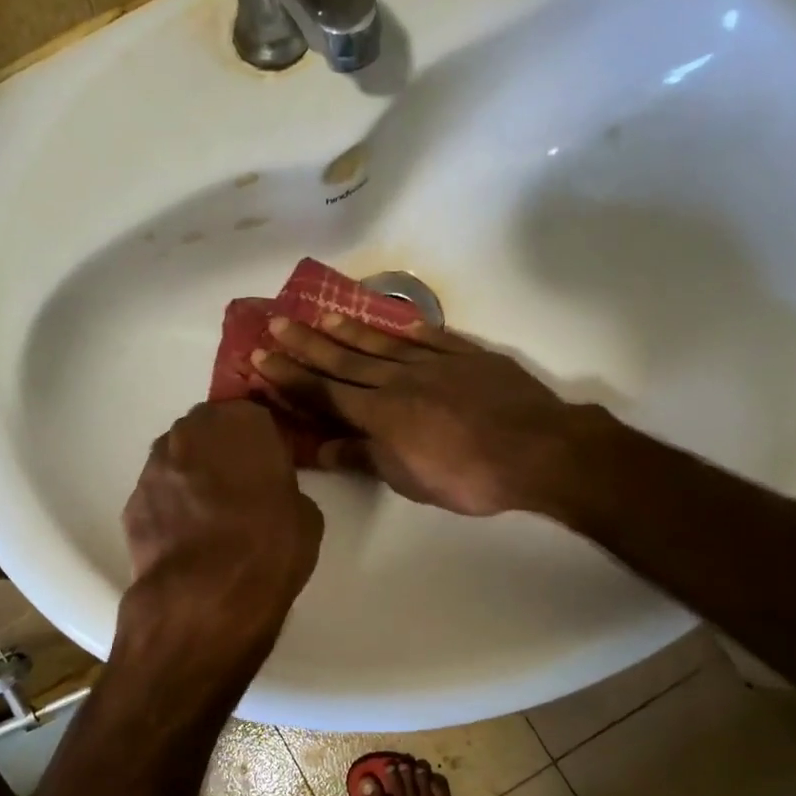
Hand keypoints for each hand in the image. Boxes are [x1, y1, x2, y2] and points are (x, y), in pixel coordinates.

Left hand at [117, 400, 323, 680]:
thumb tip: (268, 495)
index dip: (261, 443)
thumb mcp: (305, 514)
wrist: (205, 597)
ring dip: (192, 476)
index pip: (253, 416)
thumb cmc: (269, 548)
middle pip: (209, 430)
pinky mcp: (131, 500)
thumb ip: (283, 488)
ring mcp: (155, 465)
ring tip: (209, 515)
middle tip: (239, 488)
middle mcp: (192, 432)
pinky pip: (159, 494)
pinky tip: (185, 537)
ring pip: (178, 458)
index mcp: (241, 423)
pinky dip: (170, 507)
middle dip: (221, 451)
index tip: (268, 467)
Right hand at [252, 314, 583, 516]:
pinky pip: (430, 338)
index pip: (324, 392)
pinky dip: (407, 330)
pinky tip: (392, 322)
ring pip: (381, 343)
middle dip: (306, 344)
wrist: (536, 449)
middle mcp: (399, 380)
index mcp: (380, 413)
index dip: (290, 376)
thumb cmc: (467, 476)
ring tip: (322, 316)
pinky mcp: (468, 356)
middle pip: (344, 360)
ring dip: (349, 330)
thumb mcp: (408, 479)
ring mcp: (434, 363)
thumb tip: (322, 449)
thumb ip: (364, 458)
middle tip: (275, 323)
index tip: (259, 358)